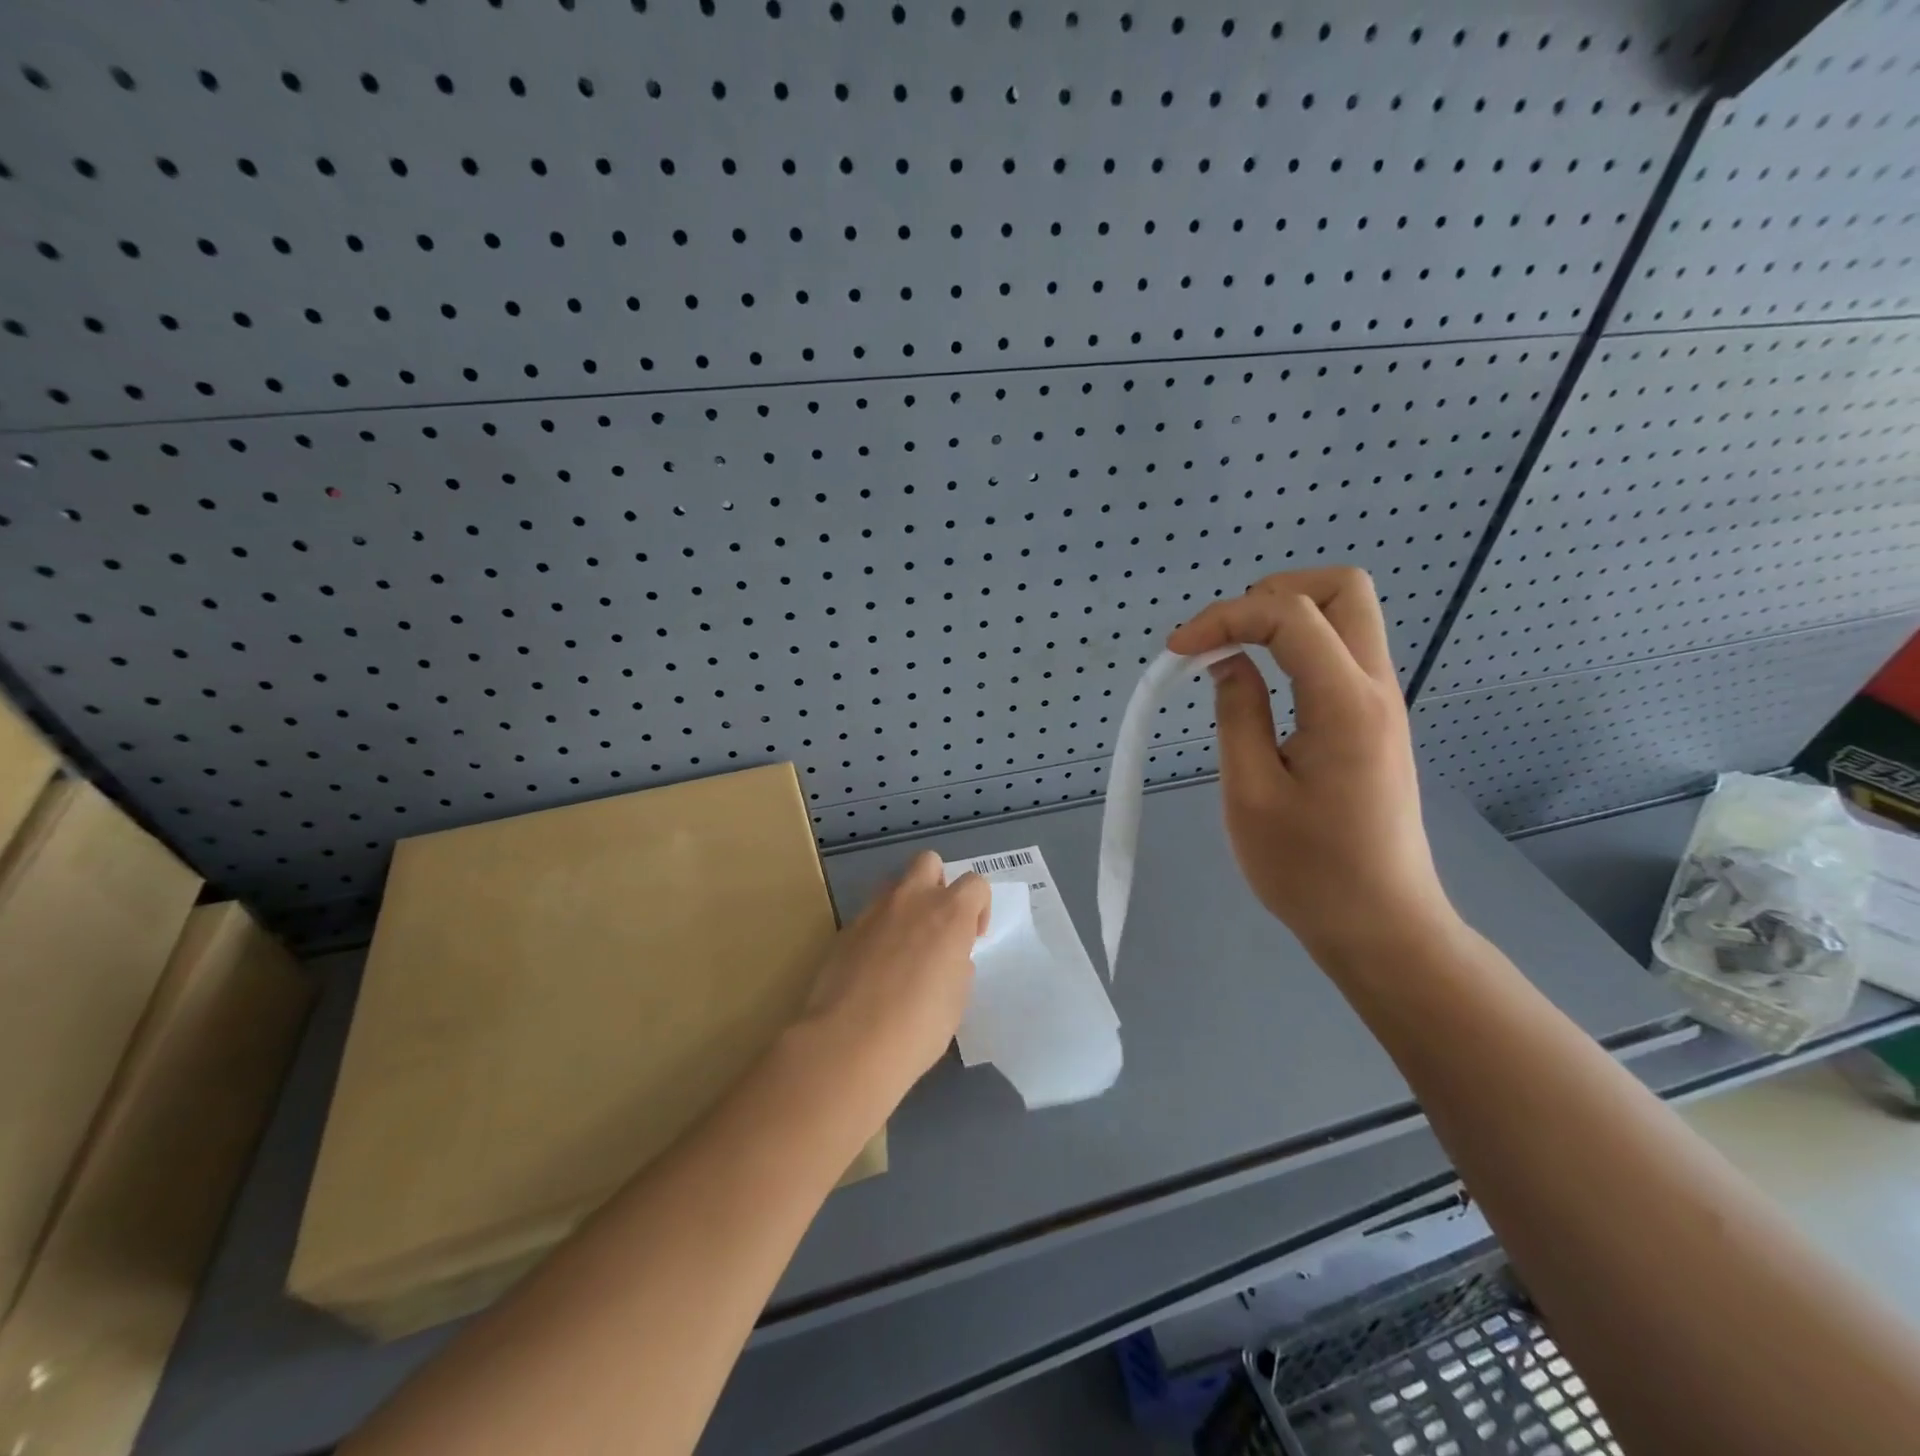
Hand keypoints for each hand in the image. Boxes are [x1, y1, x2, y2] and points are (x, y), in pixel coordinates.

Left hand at [797, 851, 990, 1109]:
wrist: (850, 1043)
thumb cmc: (918, 1026)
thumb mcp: (956, 998)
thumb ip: (957, 964)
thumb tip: (947, 957)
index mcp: (950, 913)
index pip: (975, 883)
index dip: (978, 907)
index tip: (972, 937)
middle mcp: (912, 900)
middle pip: (928, 862)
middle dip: (937, 884)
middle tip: (938, 925)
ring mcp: (874, 911)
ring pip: (895, 884)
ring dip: (906, 903)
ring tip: (905, 945)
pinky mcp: (845, 929)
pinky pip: (870, 915)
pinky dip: (879, 930)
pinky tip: (875, 967)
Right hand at [1167, 567, 1458, 965]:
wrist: (1380, 924)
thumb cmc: (1308, 869)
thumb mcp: (1251, 793)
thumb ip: (1237, 713)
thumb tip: (1227, 662)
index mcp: (1344, 703)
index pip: (1290, 615)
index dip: (1225, 617)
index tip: (1178, 651)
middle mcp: (1375, 687)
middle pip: (1343, 588)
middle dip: (1273, 593)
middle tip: (1224, 635)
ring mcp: (1382, 702)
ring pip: (1347, 615)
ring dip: (1285, 616)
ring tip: (1233, 654)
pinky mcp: (1375, 721)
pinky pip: (1341, 652)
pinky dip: (1297, 646)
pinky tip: (1261, 681)